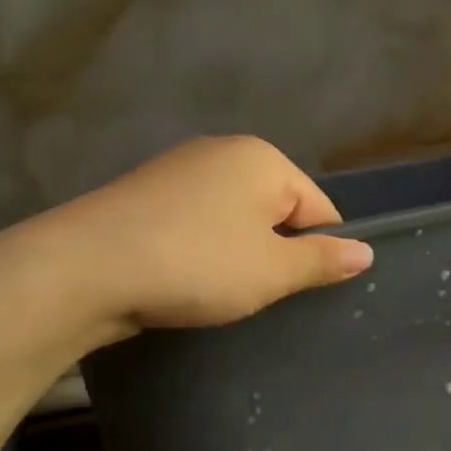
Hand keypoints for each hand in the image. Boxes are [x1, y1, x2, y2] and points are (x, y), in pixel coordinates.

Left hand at [37, 136, 373, 342]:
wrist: (85, 268)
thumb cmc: (196, 264)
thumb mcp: (271, 271)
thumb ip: (322, 260)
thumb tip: (366, 253)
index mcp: (262, 159)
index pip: (318, 208)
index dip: (318, 253)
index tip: (300, 293)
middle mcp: (222, 152)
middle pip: (275, 210)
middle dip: (275, 253)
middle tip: (260, 297)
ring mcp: (178, 171)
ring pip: (233, 220)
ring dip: (237, 255)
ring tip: (220, 294)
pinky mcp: (145, 196)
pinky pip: (196, 225)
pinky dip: (200, 251)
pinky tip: (186, 280)